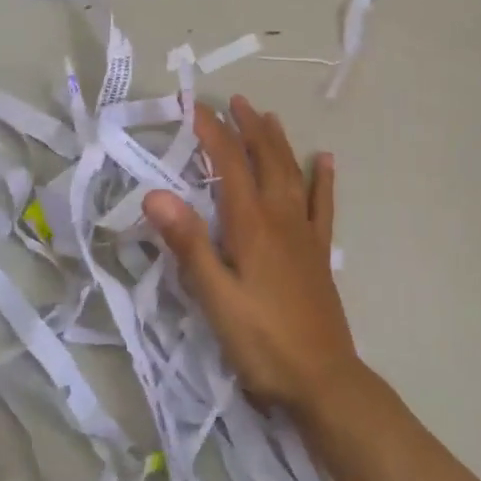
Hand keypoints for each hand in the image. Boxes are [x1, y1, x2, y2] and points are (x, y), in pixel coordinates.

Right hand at [145, 97, 359, 415]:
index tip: (195, 107)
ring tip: (269, 117)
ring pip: (292, 174)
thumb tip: (155, 195)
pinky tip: (324, 161)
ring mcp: (304, 234)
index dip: (213, 133)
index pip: (229, 165)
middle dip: (248, 128)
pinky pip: (322, 205)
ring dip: (279, 143)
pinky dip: (321, 179)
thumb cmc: (261, 342)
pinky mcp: (318, 253)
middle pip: (265, 160)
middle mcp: (281, 219)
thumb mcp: (215, 298)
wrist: (322, 379)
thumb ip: (189, 245)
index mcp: (252, 226)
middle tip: (235, 102)